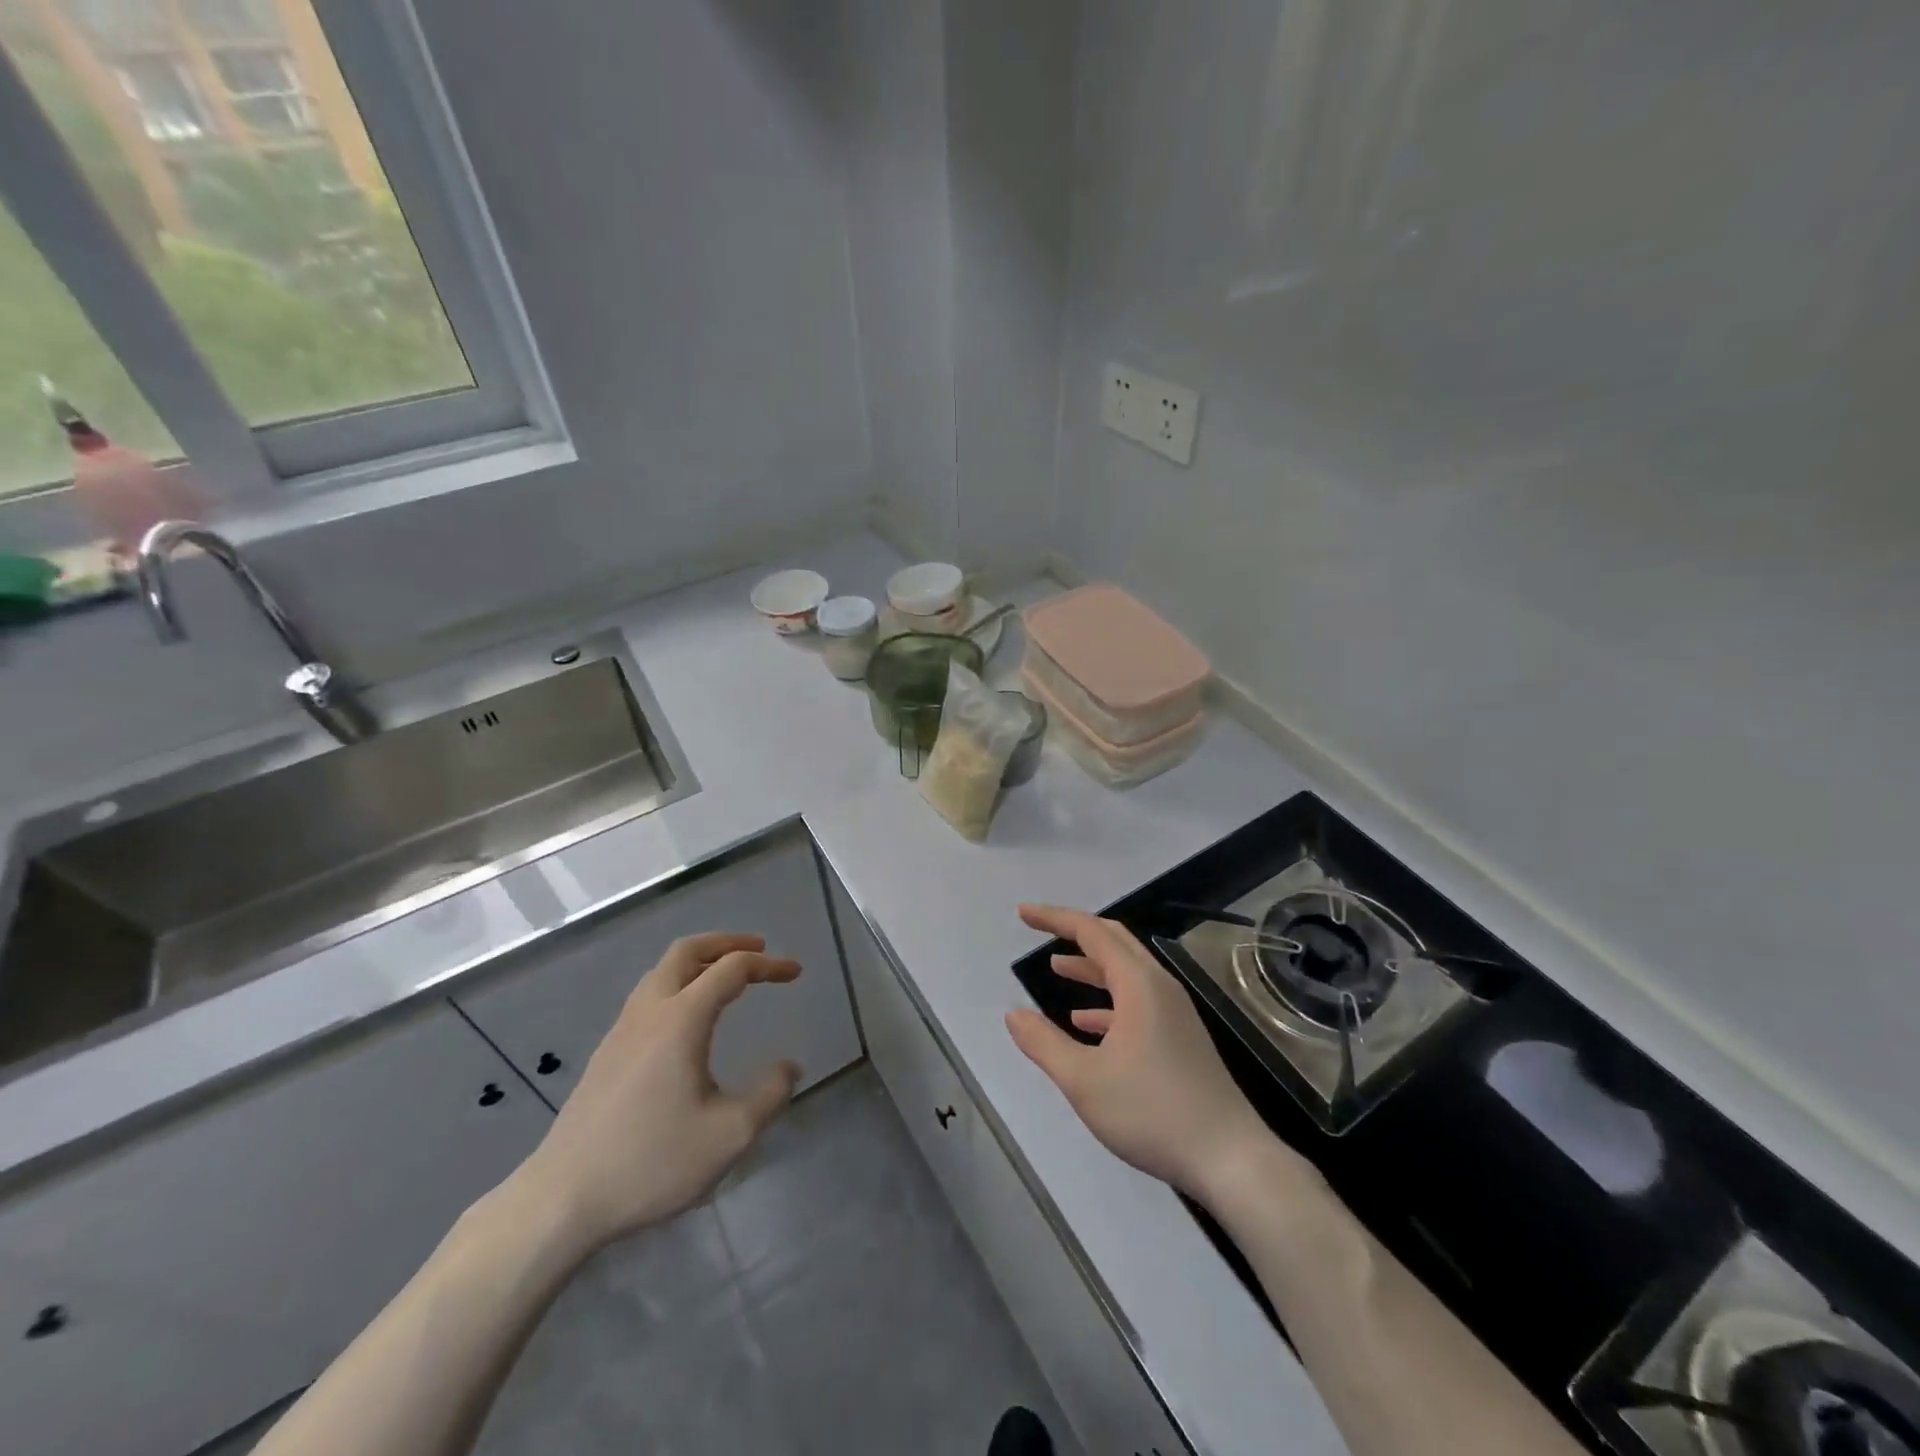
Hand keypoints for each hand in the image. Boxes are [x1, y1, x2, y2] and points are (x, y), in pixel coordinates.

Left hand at [516, 932, 801, 1251]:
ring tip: (726, 978)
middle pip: (687, 951)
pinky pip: (649, 996)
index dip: (768, 964)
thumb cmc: (651, 1162)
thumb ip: (770, 1095)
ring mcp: (621, 1030)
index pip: (731, 969)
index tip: (795, 972)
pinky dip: (679, 985)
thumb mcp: (729, 1135)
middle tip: (758, 949)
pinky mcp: (606, 1053)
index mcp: (681, 1020)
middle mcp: (649, 1012)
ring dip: (699, 962)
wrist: (561, 1200)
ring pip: (662, 971)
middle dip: (726, 942)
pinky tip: (689, 1020)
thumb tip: (789, 1067)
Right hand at [1005, 905, 1293, 1200]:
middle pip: (1114, 941)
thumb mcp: (1085, 1080)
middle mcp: (1159, 987)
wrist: (1229, 1159)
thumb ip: (1044, 1043)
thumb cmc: (1152, 1112)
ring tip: (1057, 968)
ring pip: (1126, 972)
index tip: (1022, 914)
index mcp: (1139, 984)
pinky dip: (1107, 1001)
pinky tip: (1085, 1022)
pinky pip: (1138, 1001)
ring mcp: (1174, 1013)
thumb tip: (1013, 1014)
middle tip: (1040, 929)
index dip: (1054, 919)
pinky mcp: (1180, 1038)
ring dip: (1091, 966)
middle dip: (1075, 932)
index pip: (1091, 932)